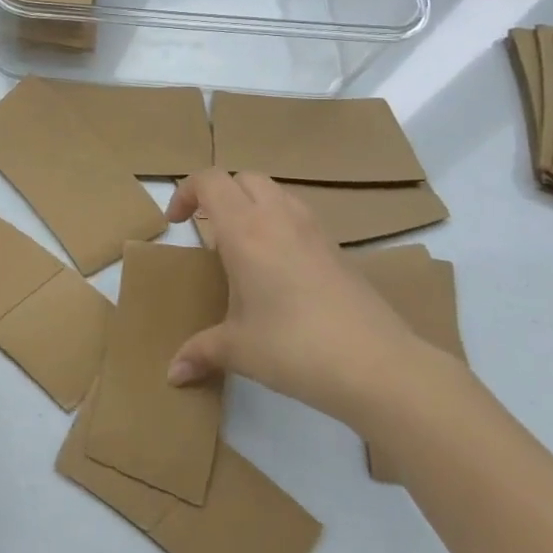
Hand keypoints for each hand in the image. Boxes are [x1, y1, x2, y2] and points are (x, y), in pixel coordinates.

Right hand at [164, 168, 418, 426]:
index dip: (186, 192)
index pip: (210, 181)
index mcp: (245, 230)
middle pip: (243, 178)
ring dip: (252, 204)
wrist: (379, 367)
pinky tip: (278, 267)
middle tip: (208, 229)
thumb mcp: (239, 350)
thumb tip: (173, 374)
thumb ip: (200, 352)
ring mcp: (314, 231)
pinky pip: (300, 216)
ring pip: (276, 192)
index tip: (177, 223)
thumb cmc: (295, 349)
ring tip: (242, 245)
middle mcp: (279, 218)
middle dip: (220, 194)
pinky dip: (280, 224)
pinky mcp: (339, 250)